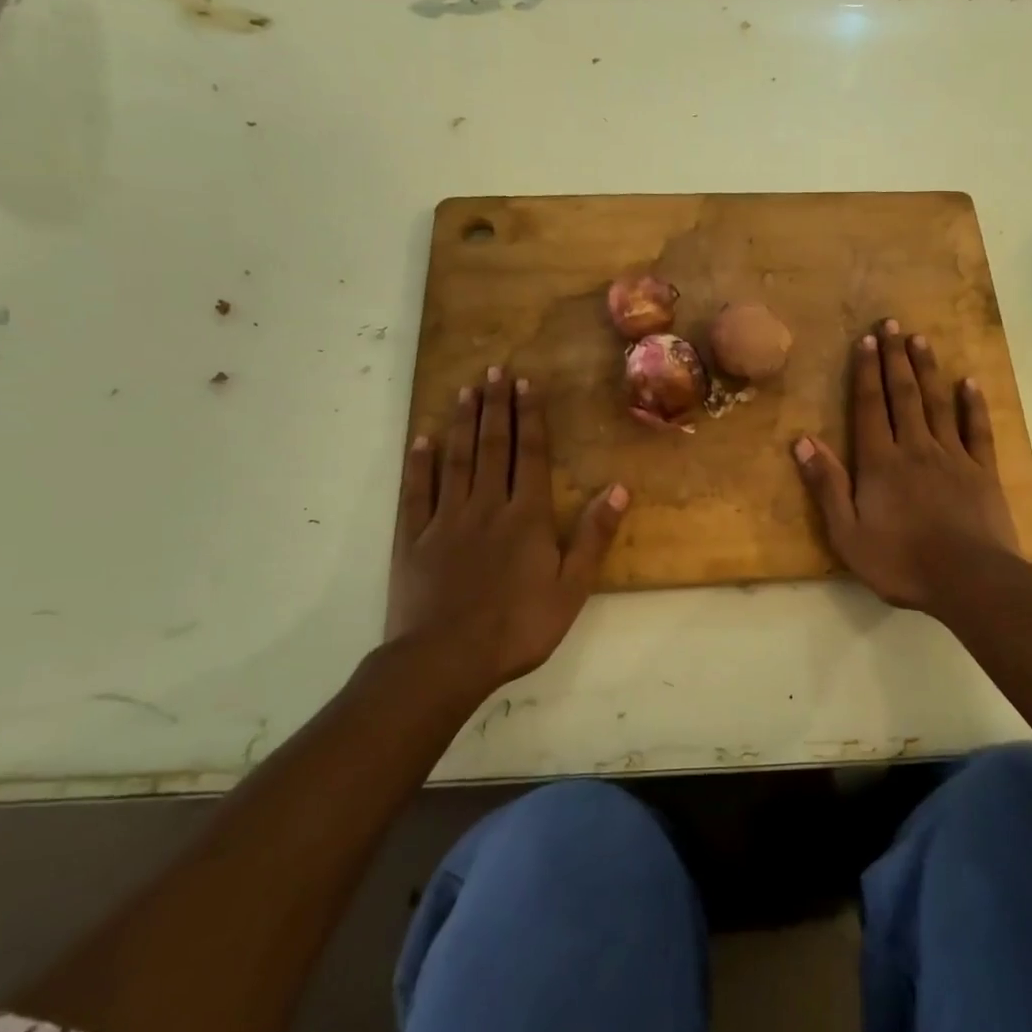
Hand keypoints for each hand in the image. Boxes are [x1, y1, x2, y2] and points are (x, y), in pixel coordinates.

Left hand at [391, 368, 628, 692]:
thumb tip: (618, 488)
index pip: (529, 455)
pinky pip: (416, 492)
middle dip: (495, 407)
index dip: (529, 418)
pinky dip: (419, 463)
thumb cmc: (518, 626)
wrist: (446, 660)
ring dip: (461, 423)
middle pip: (492, 447)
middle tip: (493, 371)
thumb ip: (593, 535)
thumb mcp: (572, 587)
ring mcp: (445, 520)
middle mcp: (486, 506)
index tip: (525, 385)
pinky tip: (422, 439)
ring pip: (455, 460)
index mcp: (526, 517)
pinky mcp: (413, 539)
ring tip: (464, 390)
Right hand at [793, 320, 1018, 612]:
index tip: (866, 340)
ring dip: (927, 369)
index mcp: (880, 462)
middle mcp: (915, 448)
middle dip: (895, 358)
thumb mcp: (848, 533)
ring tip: (921, 339)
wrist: (969, 580)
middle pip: (903, 395)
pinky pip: (977, 429)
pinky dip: (972, 404)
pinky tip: (970, 382)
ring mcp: (953, 456)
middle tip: (892, 323)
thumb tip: (803, 442)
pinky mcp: (982, 471)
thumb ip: (826, 486)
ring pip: (937, 403)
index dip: (866, 372)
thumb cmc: (901, 562)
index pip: (870, 407)